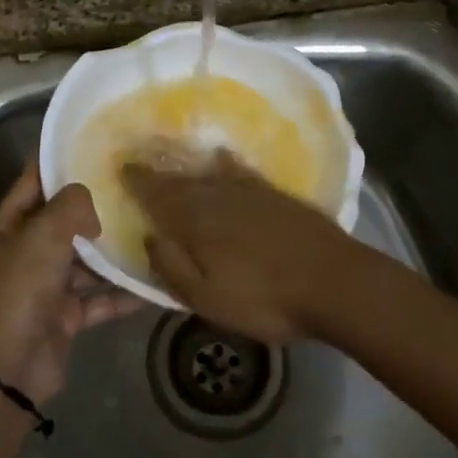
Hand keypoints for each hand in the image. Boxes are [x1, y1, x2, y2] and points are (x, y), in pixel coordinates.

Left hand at [0, 163, 142, 405]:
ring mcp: (41, 288)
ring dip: (110, 251)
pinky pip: (97, 298)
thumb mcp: (43, 234)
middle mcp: (19, 255)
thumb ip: (70, 205)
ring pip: (81, 262)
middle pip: (58, 222)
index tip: (90, 145)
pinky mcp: (62, 317)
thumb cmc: (19, 289)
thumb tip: (90, 204)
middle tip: (130, 185)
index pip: (30, 184)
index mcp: (1, 230)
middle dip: (92, 208)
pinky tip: (153, 281)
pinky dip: (121, 292)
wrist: (9, 368)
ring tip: (148, 228)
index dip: (56, 163)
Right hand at [123, 151, 365, 343]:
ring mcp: (250, 193)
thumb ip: (173, 267)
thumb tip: (148, 236)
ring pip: (208, 175)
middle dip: (158, 173)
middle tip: (139, 162)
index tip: (123, 168)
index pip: (159, 197)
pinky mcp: (275, 195)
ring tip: (170, 160)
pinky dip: (227, 164)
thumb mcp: (207, 298)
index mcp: (197, 222)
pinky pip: (241, 172)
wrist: (334, 282)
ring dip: (186, 168)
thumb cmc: (265, 299)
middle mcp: (219, 198)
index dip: (140, 183)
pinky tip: (222, 159)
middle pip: (181, 182)